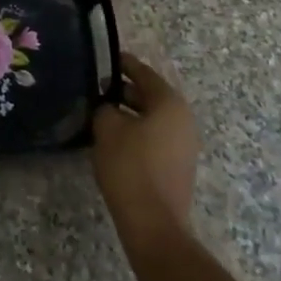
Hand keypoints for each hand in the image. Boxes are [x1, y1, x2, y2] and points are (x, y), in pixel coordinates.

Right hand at [90, 56, 198, 239]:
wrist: (153, 223)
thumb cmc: (130, 167)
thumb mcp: (108, 129)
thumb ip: (105, 108)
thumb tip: (107, 107)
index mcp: (169, 103)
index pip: (143, 73)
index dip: (122, 64)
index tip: (105, 58)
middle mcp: (182, 119)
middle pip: (150, 95)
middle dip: (123, 90)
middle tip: (96, 88)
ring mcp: (184, 144)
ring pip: (152, 118)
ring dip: (128, 114)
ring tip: (100, 113)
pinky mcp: (177, 165)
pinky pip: (154, 138)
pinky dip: (136, 132)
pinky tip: (113, 139)